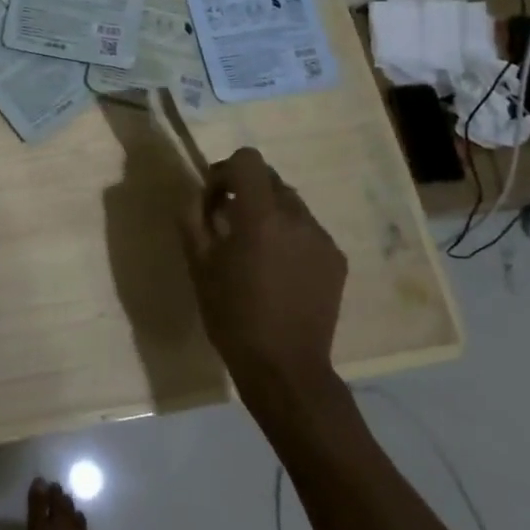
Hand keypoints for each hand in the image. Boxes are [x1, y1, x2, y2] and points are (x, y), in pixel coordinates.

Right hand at [180, 148, 347, 396]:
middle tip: (228, 223)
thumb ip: (192, 217)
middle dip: (246, 191)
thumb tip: (197, 194)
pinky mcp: (337, 259)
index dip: (226, 171)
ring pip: (290, 204)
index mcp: (261, 215)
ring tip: (255, 250)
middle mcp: (297, 217)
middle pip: (270, 179)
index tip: (214, 200)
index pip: (248, 160)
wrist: (285, 369)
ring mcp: (322, 238)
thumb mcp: (198, 264)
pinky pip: (308, 230)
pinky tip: (279, 270)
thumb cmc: (233, 316)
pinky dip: (290, 236)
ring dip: (269, 213)